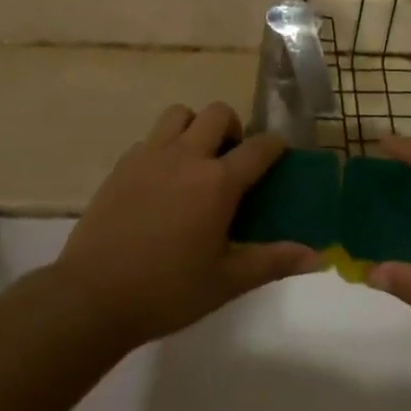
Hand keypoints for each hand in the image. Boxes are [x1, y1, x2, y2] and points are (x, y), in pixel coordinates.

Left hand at [54, 104, 319, 347]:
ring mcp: (150, 156)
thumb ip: (272, 262)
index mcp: (217, 183)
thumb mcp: (226, 282)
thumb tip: (317, 256)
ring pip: (180, 114)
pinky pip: (150, 138)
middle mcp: (186, 156)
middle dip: (233, 128)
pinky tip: (162, 181)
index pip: (258, 147)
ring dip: (195, 127)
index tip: (280, 154)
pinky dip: (164, 146)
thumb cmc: (167, 292)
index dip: (275, 146)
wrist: (92, 296)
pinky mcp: (122, 165)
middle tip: (232, 159)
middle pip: (218, 113)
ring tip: (196, 160)